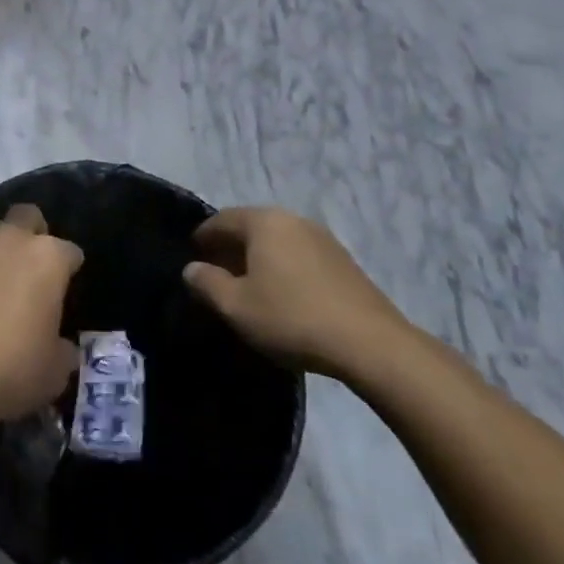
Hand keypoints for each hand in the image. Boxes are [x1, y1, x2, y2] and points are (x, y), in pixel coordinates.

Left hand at [0, 204, 82, 429]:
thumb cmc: (7, 369)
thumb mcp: (53, 373)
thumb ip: (62, 349)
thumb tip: (59, 345)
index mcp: (47, 258)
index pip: (70, 252)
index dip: (69, 272)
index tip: (64, 295)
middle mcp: (9, 238)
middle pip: (28, 217)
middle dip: (32, 236)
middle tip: (29, 272)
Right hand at [183, 207, 410, 379]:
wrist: (371, 344)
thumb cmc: (292, 318)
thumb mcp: (236, 307)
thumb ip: (207, 283)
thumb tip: (192, 268)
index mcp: (264, 222)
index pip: (221, 220)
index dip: (203, 238)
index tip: (193, 259)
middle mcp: (292, 219)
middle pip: (251, 227)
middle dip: (230, 248)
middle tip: (217, 276)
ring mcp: (322, 238)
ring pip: (277, 241)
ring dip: (258, 259)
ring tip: (249, 288)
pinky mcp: (343, 261)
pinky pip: (299, 255)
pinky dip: (283, 267)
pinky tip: (283, 295)